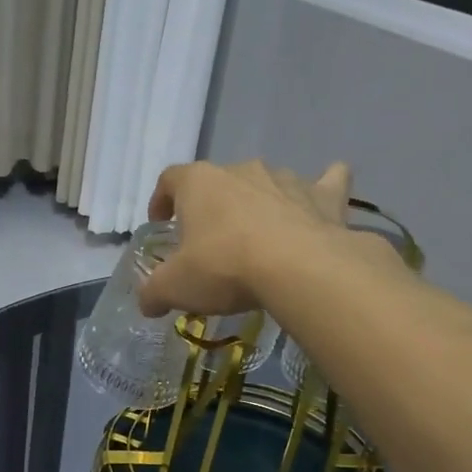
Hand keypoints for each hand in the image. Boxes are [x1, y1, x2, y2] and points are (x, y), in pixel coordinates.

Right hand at [139, 159, 354, 317]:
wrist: (298, 268)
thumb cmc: (224, 267)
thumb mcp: (175, 287)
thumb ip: (154, 292)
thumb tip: (146, 302)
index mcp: (199, 183)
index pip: (170, 179)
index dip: (161, 199)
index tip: (161, 220)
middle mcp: (241, 170)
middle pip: (219, 182)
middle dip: (213, 207)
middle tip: (211, 241)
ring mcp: (285, 179)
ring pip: (267, 183)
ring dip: (260, 202)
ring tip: (259, 237)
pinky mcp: (324, 196)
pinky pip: (326, 182)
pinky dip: (323, 188)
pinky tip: (322, 200)